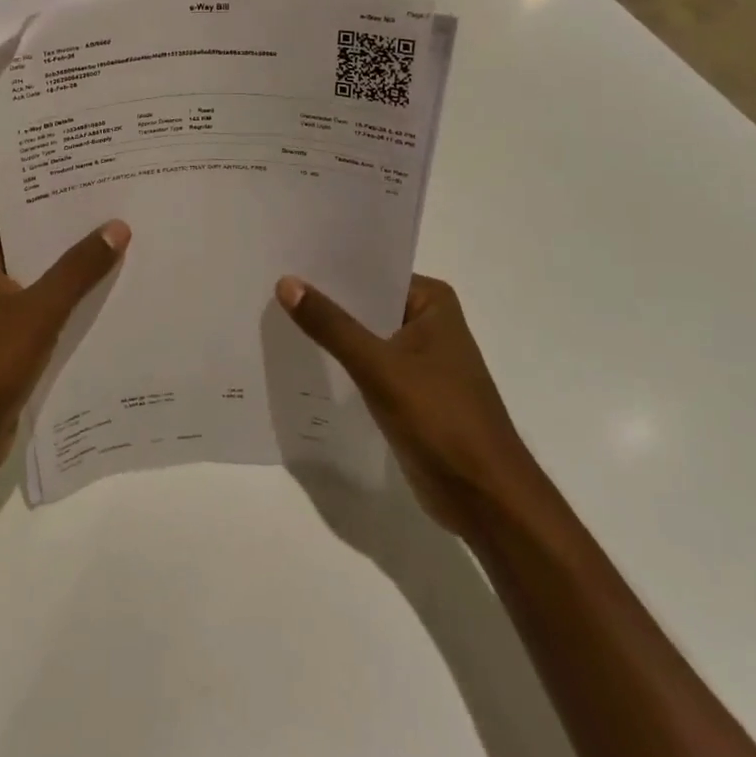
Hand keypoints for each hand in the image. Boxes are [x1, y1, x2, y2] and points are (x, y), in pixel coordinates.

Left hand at [0, 221, 130, 483]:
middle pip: (39, 248)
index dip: (68, 205)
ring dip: (80, 279)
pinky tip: (114, 303)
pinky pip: (46, 314)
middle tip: (134, 222)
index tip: (112, 192)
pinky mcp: (7, 340)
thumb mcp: (38, 312)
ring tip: (136, 256)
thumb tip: (118, 226)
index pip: (27, 214)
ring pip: (45, 283)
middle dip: (81, 242)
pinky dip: (72, 310)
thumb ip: (79, 269)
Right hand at [276, 273, 533, 535]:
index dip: (329, 266)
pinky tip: (302, 359)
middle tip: (269, 285)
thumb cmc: (441, 420)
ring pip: (363, 335)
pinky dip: (340, 363)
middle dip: (324, 300)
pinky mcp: (409, 391)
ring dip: (330, 333)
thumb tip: (286, 282)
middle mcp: (428, 321)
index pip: (371, 271)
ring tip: (275, 316)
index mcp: (432, 302)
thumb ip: (331, 326)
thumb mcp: (379, 367)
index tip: (285, 258)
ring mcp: (419, 358)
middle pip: (365, 302)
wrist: (485, 498)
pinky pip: (366, 365)